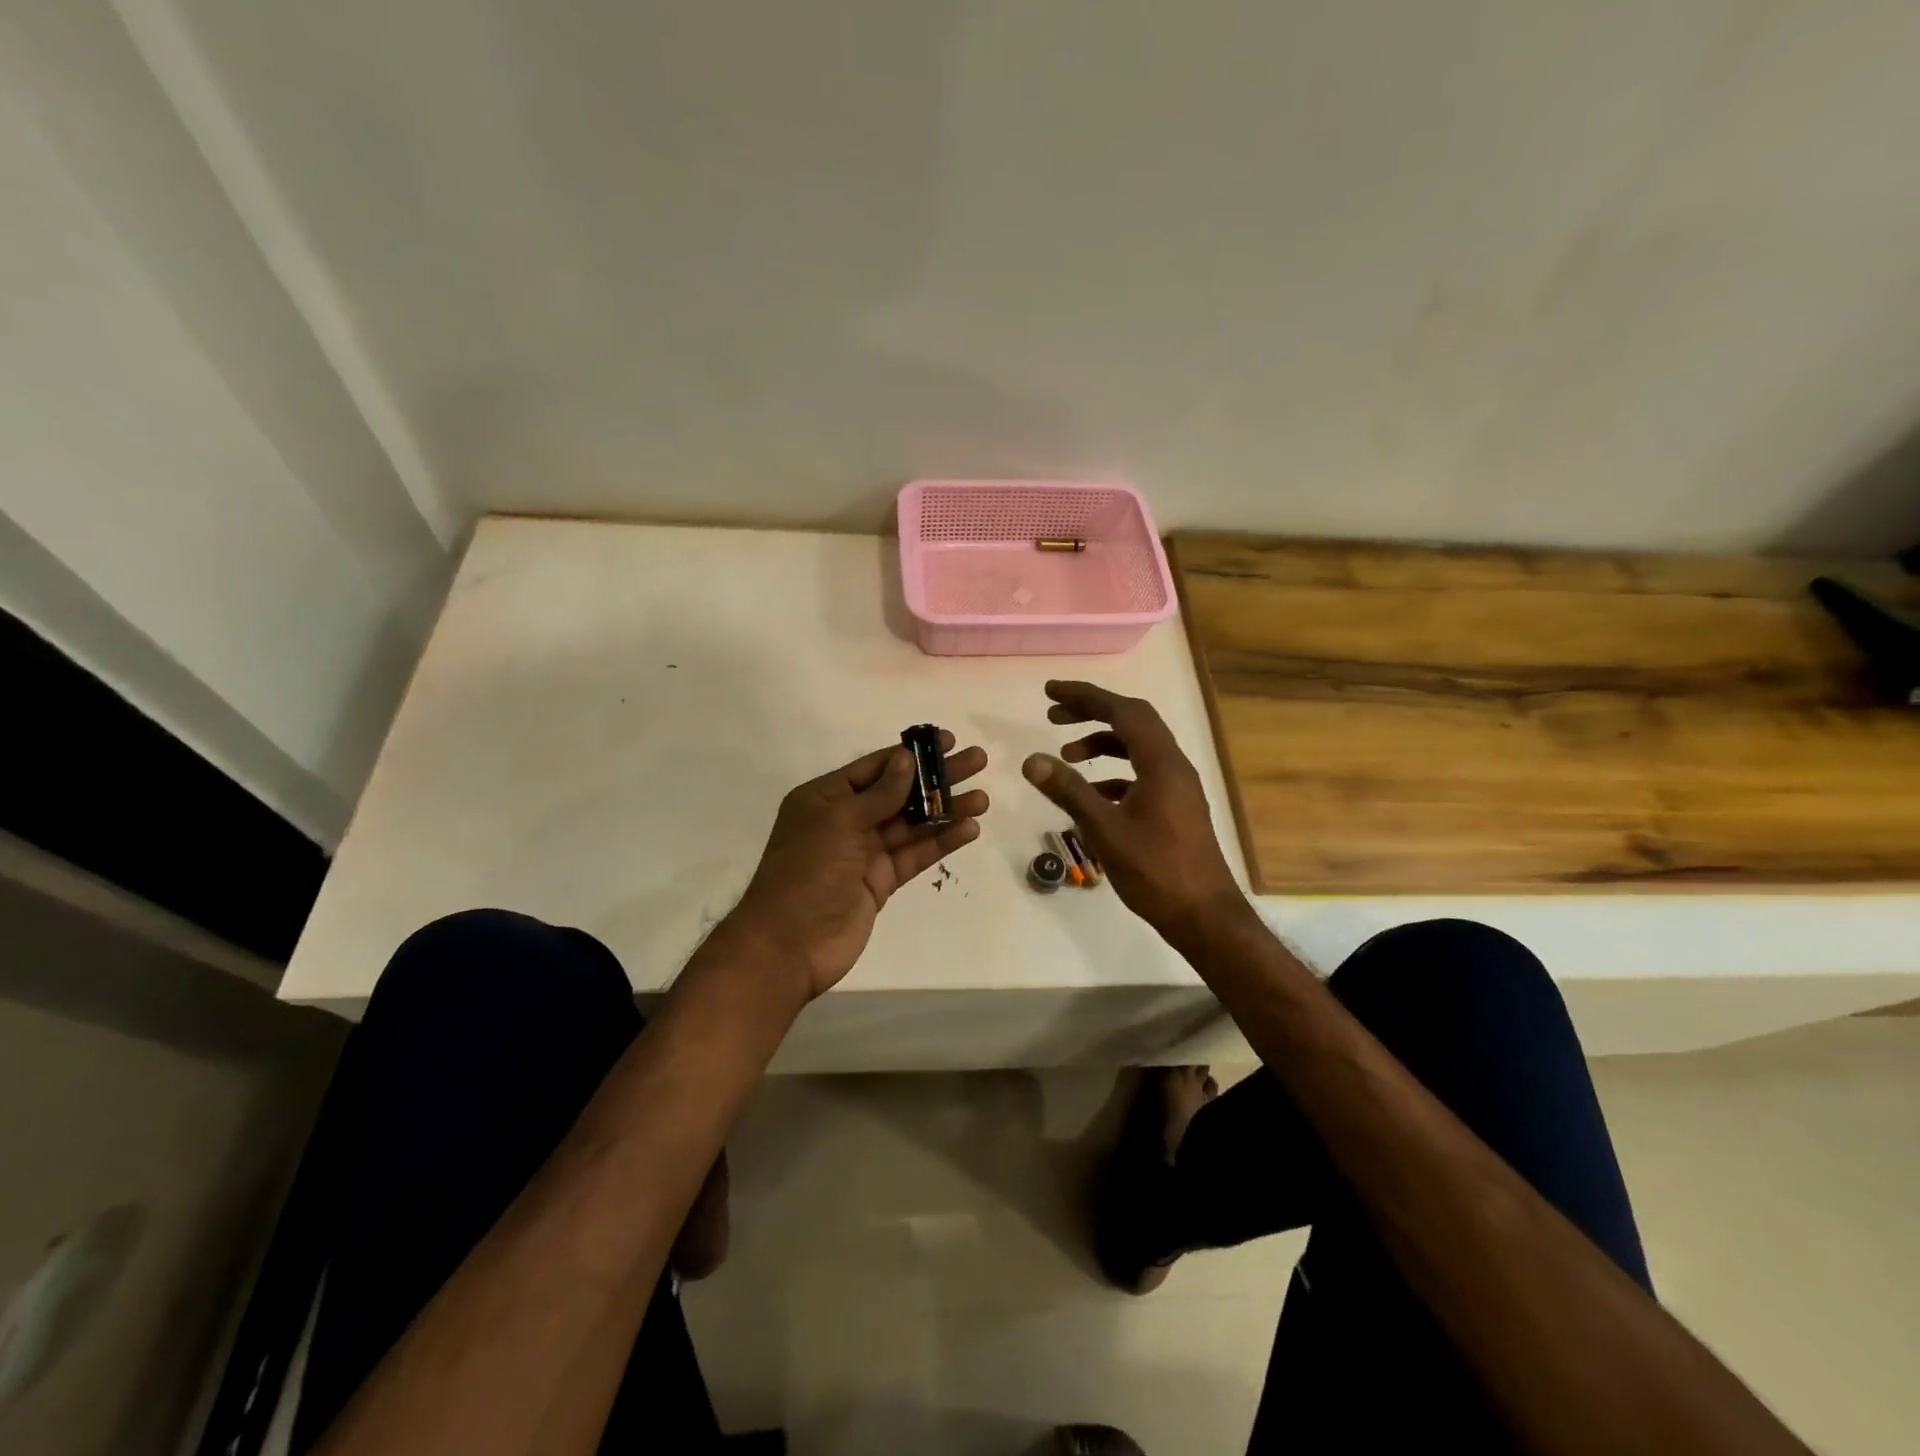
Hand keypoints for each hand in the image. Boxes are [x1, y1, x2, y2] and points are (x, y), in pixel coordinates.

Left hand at [730, 732, 987, 998]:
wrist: (789, 945)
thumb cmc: (807, 871)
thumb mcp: (840, 821)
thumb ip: (880, 793)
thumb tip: (906, 759)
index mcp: (825, 798)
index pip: (875, 768)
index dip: (911, 754)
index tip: (946, 741)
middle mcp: (845, 820)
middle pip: (899, 792)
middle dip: (936, 778)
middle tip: (976, 762)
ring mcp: (865, 852)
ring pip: (912, 824)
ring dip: (946, 810)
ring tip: (982, 798)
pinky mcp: (881, 881)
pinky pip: (915, 854)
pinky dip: (941, 841)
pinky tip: (969, 829)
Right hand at [1021, 680, 1243, 943]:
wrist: (1204, 916)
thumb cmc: (1156, 871)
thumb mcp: (1105, 830)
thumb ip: (1069, 791)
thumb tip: (1031, 760)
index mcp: (1162, 763)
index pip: (1123, 712)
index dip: (1085, 696)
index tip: (1050, 692)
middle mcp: (1174, 766)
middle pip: (1132, 722)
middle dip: (1092, 713)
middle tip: (1053, 715)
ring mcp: (1177, 787)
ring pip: (1137, 749)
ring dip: (1102, 744)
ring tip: (1066, 755)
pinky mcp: (1175, 808)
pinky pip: (1141, 774)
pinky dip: (1113, 773)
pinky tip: (1090, 794)